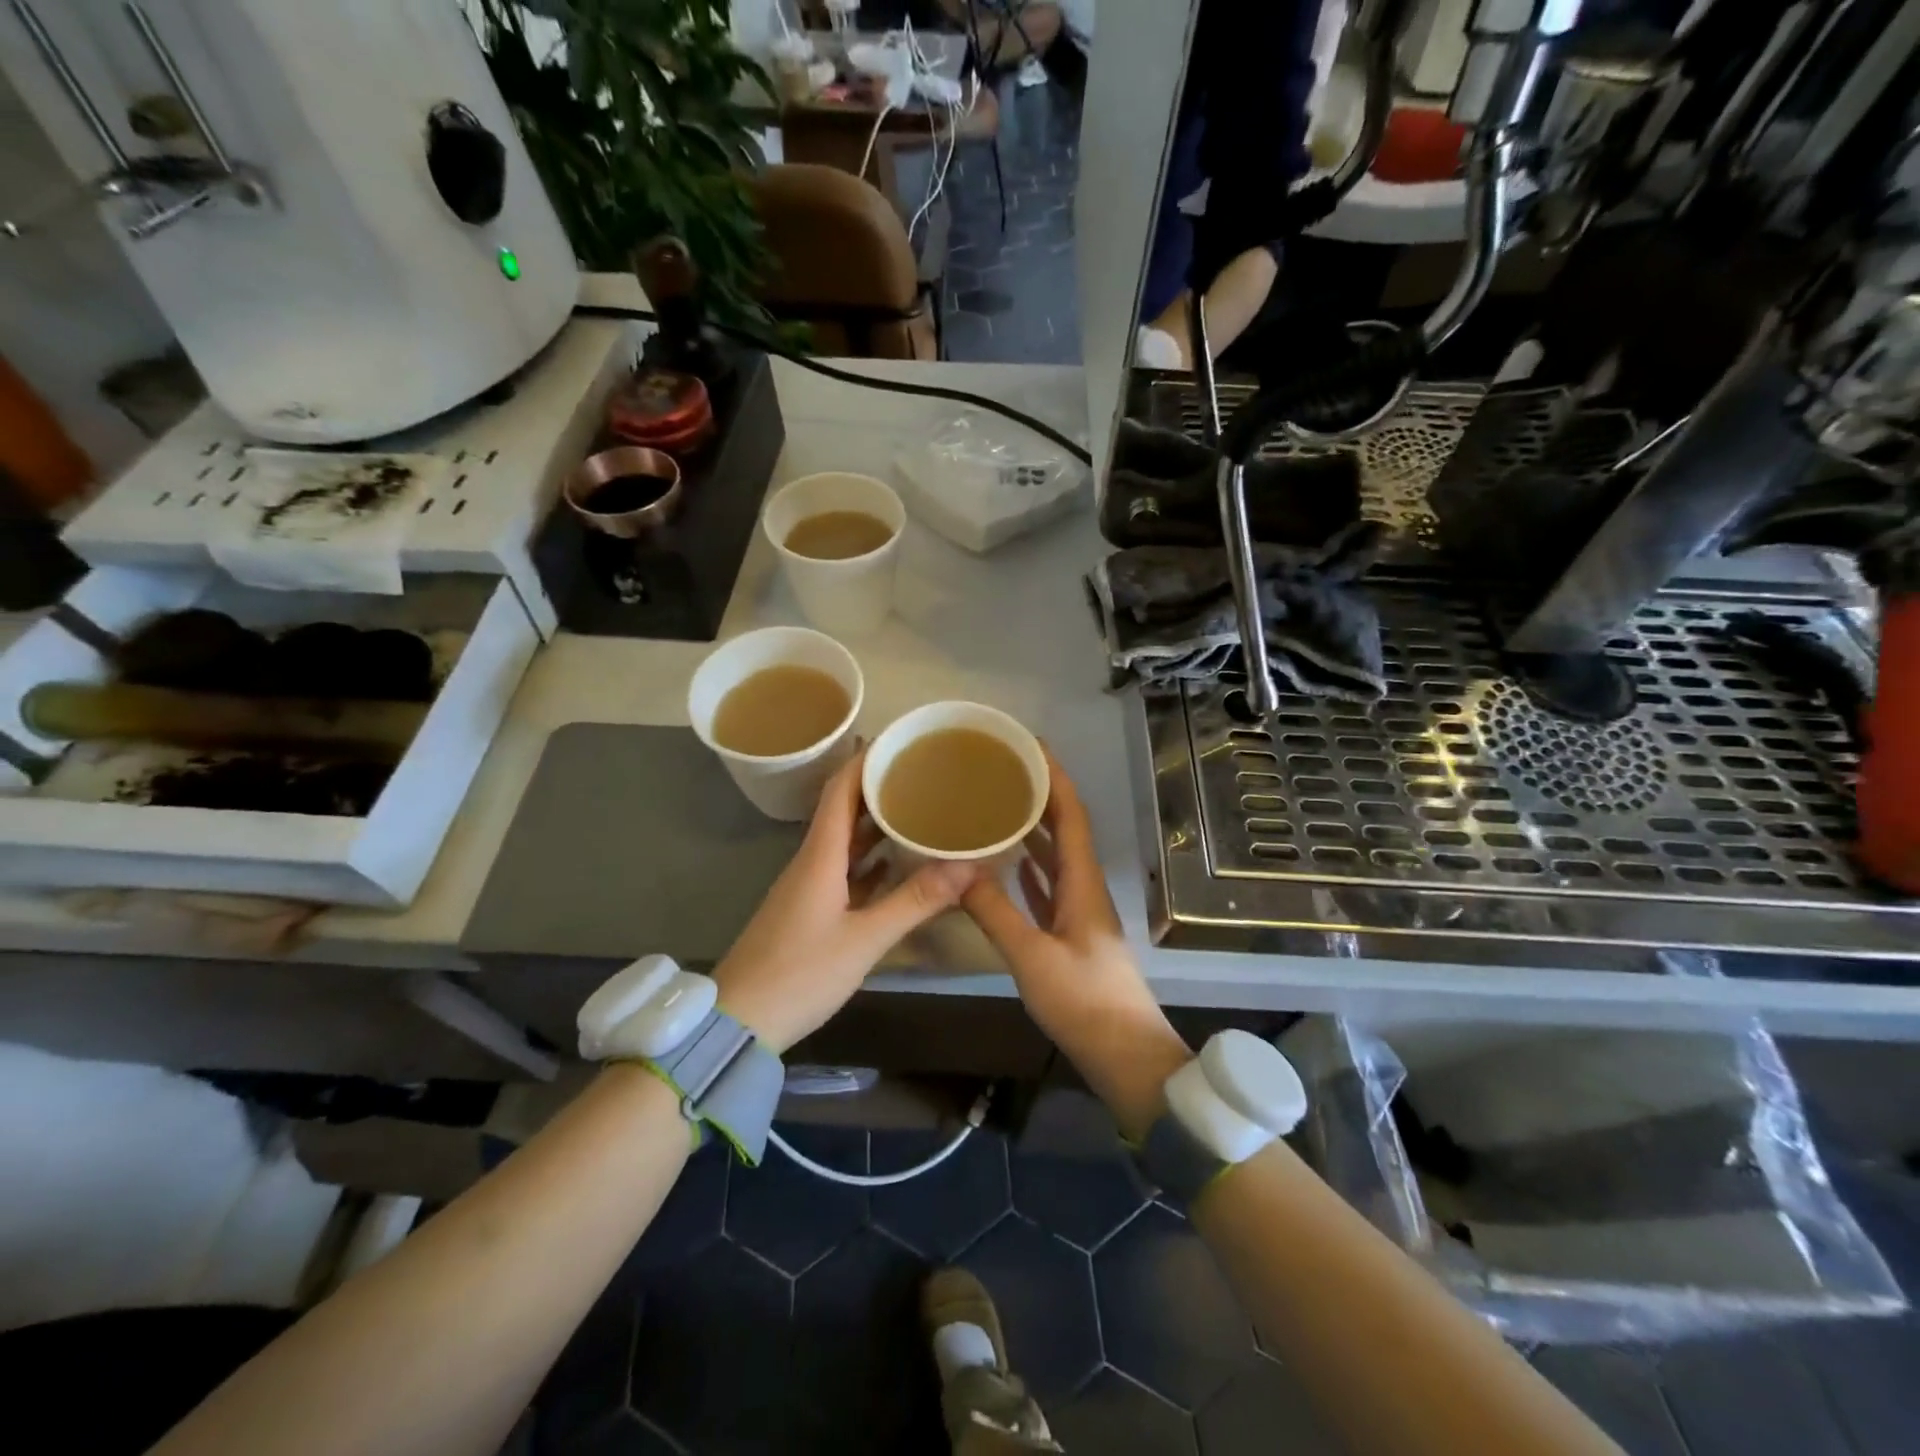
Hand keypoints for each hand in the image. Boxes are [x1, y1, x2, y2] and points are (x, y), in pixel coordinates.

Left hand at [712, 750, 979, 1053]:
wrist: (738, 1021)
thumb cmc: (799, 973)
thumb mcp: (865, 939)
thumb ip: (916, 900)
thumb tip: (970, 865)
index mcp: (820, 855)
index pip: (840, 790)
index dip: (865, 759)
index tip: (899, 741)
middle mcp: (812, 861)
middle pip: (844, 809)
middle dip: (878, 786)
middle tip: (921, 772)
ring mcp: (808, 887)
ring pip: (845, 841)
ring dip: (877, 822)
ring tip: (918, 807)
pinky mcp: (809, 910)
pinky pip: (845, 870)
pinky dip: (872, 859)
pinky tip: (898, 862)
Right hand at [961, 750, 1190, 1136]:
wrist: (1125, 1054)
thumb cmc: (1083, 1001)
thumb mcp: (1031, 955)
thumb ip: (994, 911)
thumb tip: (958, 869)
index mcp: (1083, 882)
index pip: (1071, 815)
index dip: (1054, 778)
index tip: (1031, 746)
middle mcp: (1085, 887)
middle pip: (1064, 829)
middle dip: (1040, 796)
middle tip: (1003, 771)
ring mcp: (1080, 912)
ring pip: (1056, 857)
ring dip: (1034, 830)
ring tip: (999, 806)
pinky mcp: (1072, 934)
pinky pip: (1049, 887)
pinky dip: (1031, 869)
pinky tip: (1010, 864)